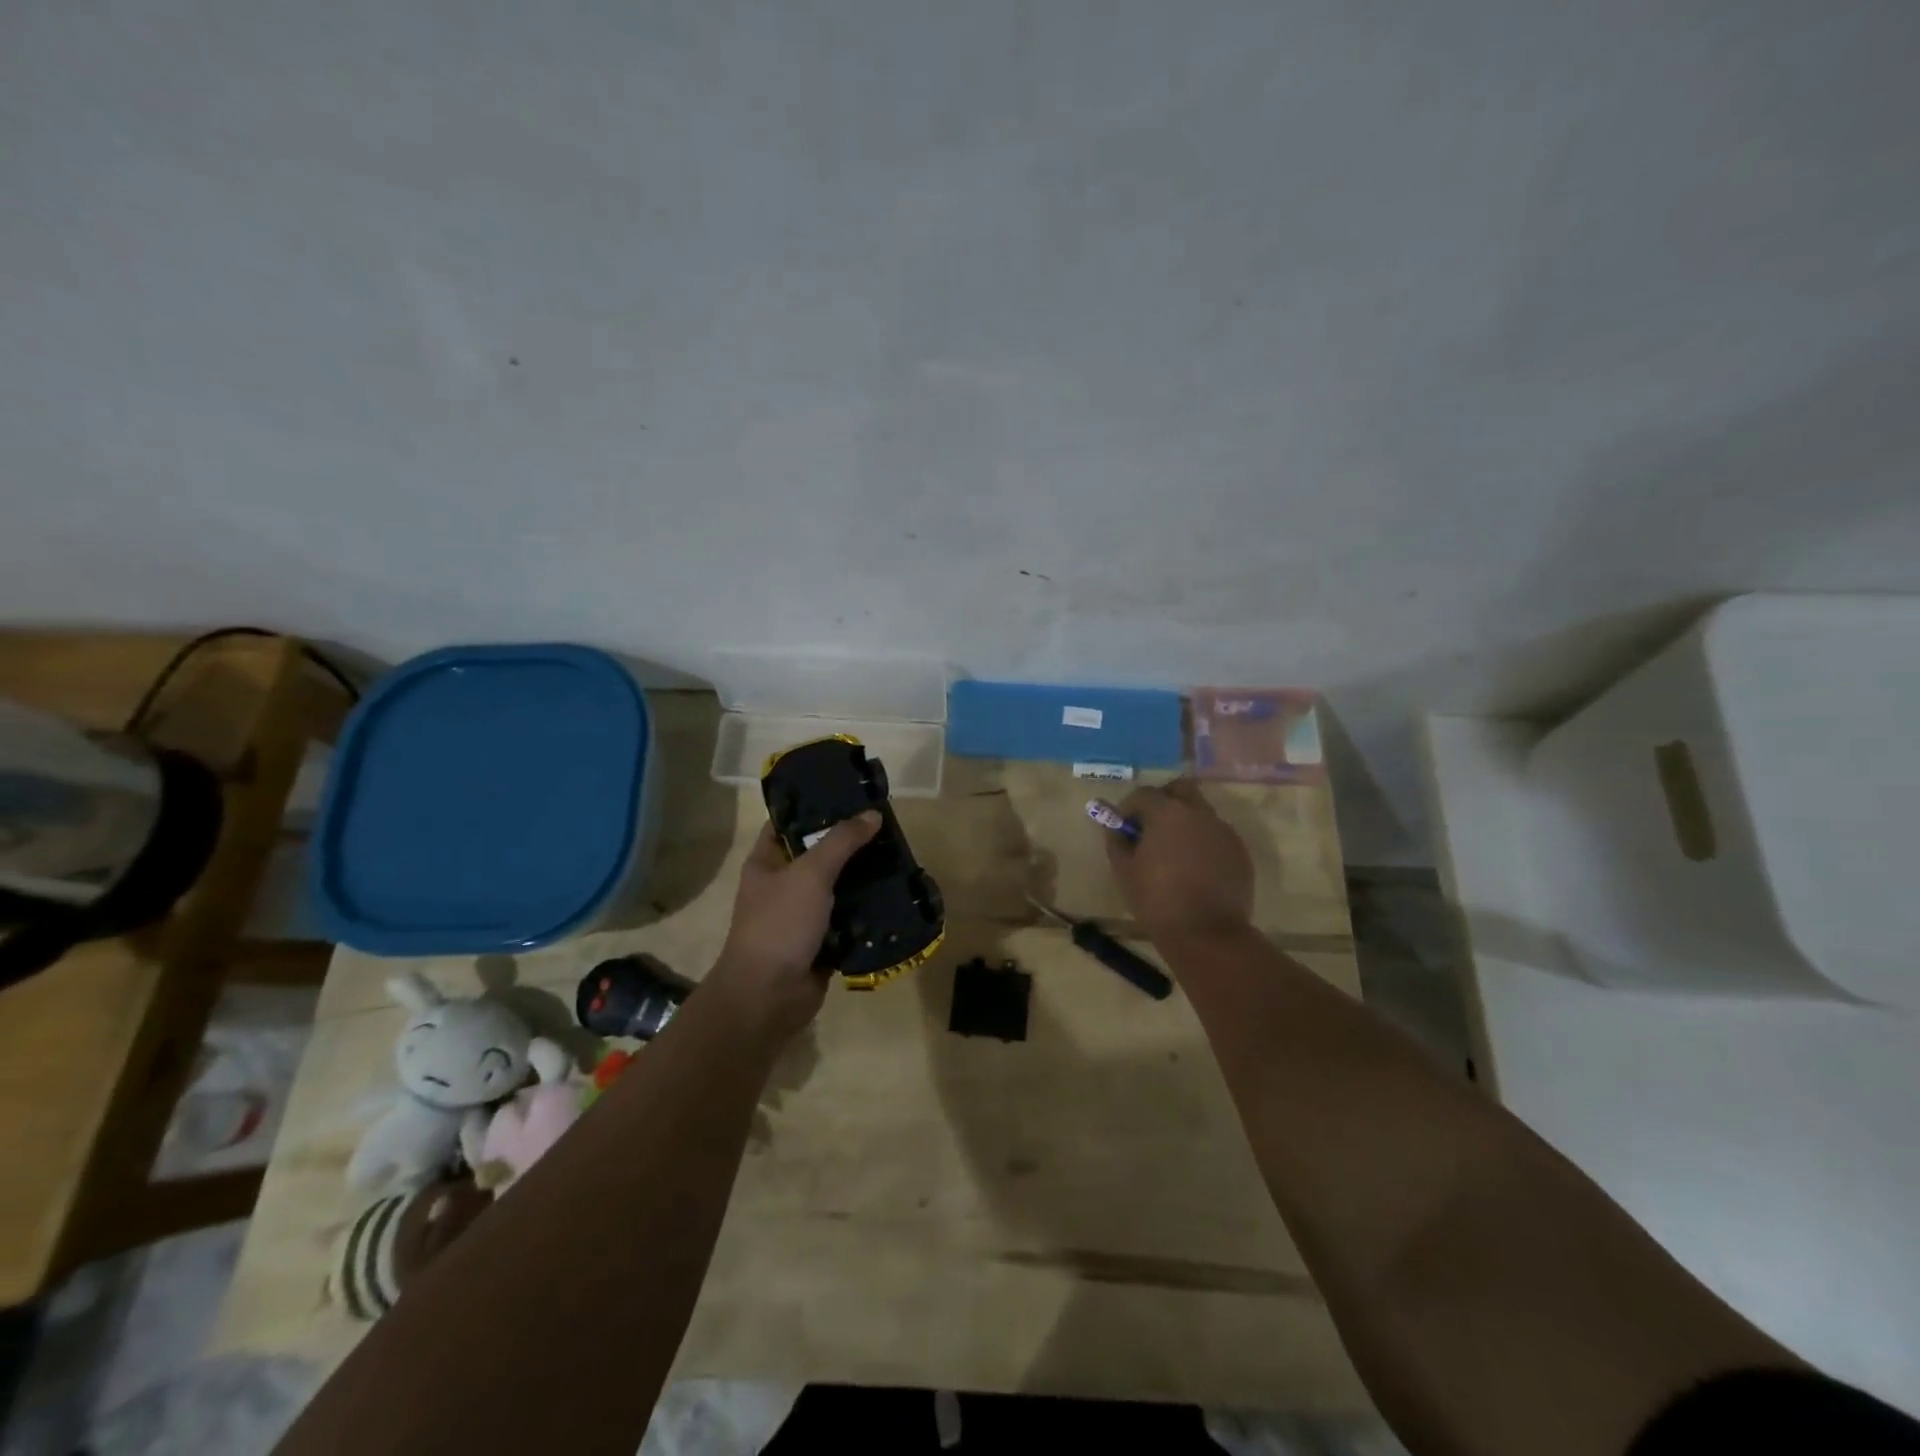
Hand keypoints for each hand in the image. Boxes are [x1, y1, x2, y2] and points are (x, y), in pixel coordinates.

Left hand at [709, 812, 880, 1040]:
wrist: (769, 996)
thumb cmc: (780, 923)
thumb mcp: (810, 873)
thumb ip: (842, 841)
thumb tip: (872, 814)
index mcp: (766, 862)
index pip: (787, 823)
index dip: (813, 807)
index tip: (848, 795)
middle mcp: (782, 885)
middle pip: (818, 855)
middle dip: (849, 844)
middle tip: (885, 827)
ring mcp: (802, 916)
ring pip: (837, 888)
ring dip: (862, 878)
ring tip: (897, 858)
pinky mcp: (821, 942)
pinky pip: (848, 919)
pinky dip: (866, 911)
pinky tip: (894, 896)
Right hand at [1106, 780, 1254, 940]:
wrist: (1207, 934)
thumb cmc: (1157, 900)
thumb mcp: (1124, 871)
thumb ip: (1116, 840)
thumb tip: (1115, 827)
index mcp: (1167, 812)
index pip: (1143, 794)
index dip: (1129, 808)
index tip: (1124, 828)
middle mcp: (1199, 813)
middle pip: (1180, 789)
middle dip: (1163, 800)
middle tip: (1151, 827)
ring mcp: (1224, 831)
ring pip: (1201, 813)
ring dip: (1185, 822)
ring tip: (1174, 853)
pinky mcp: (1240, 852)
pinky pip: (1216, 836)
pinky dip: (1203, 842)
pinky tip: (1195, 870)